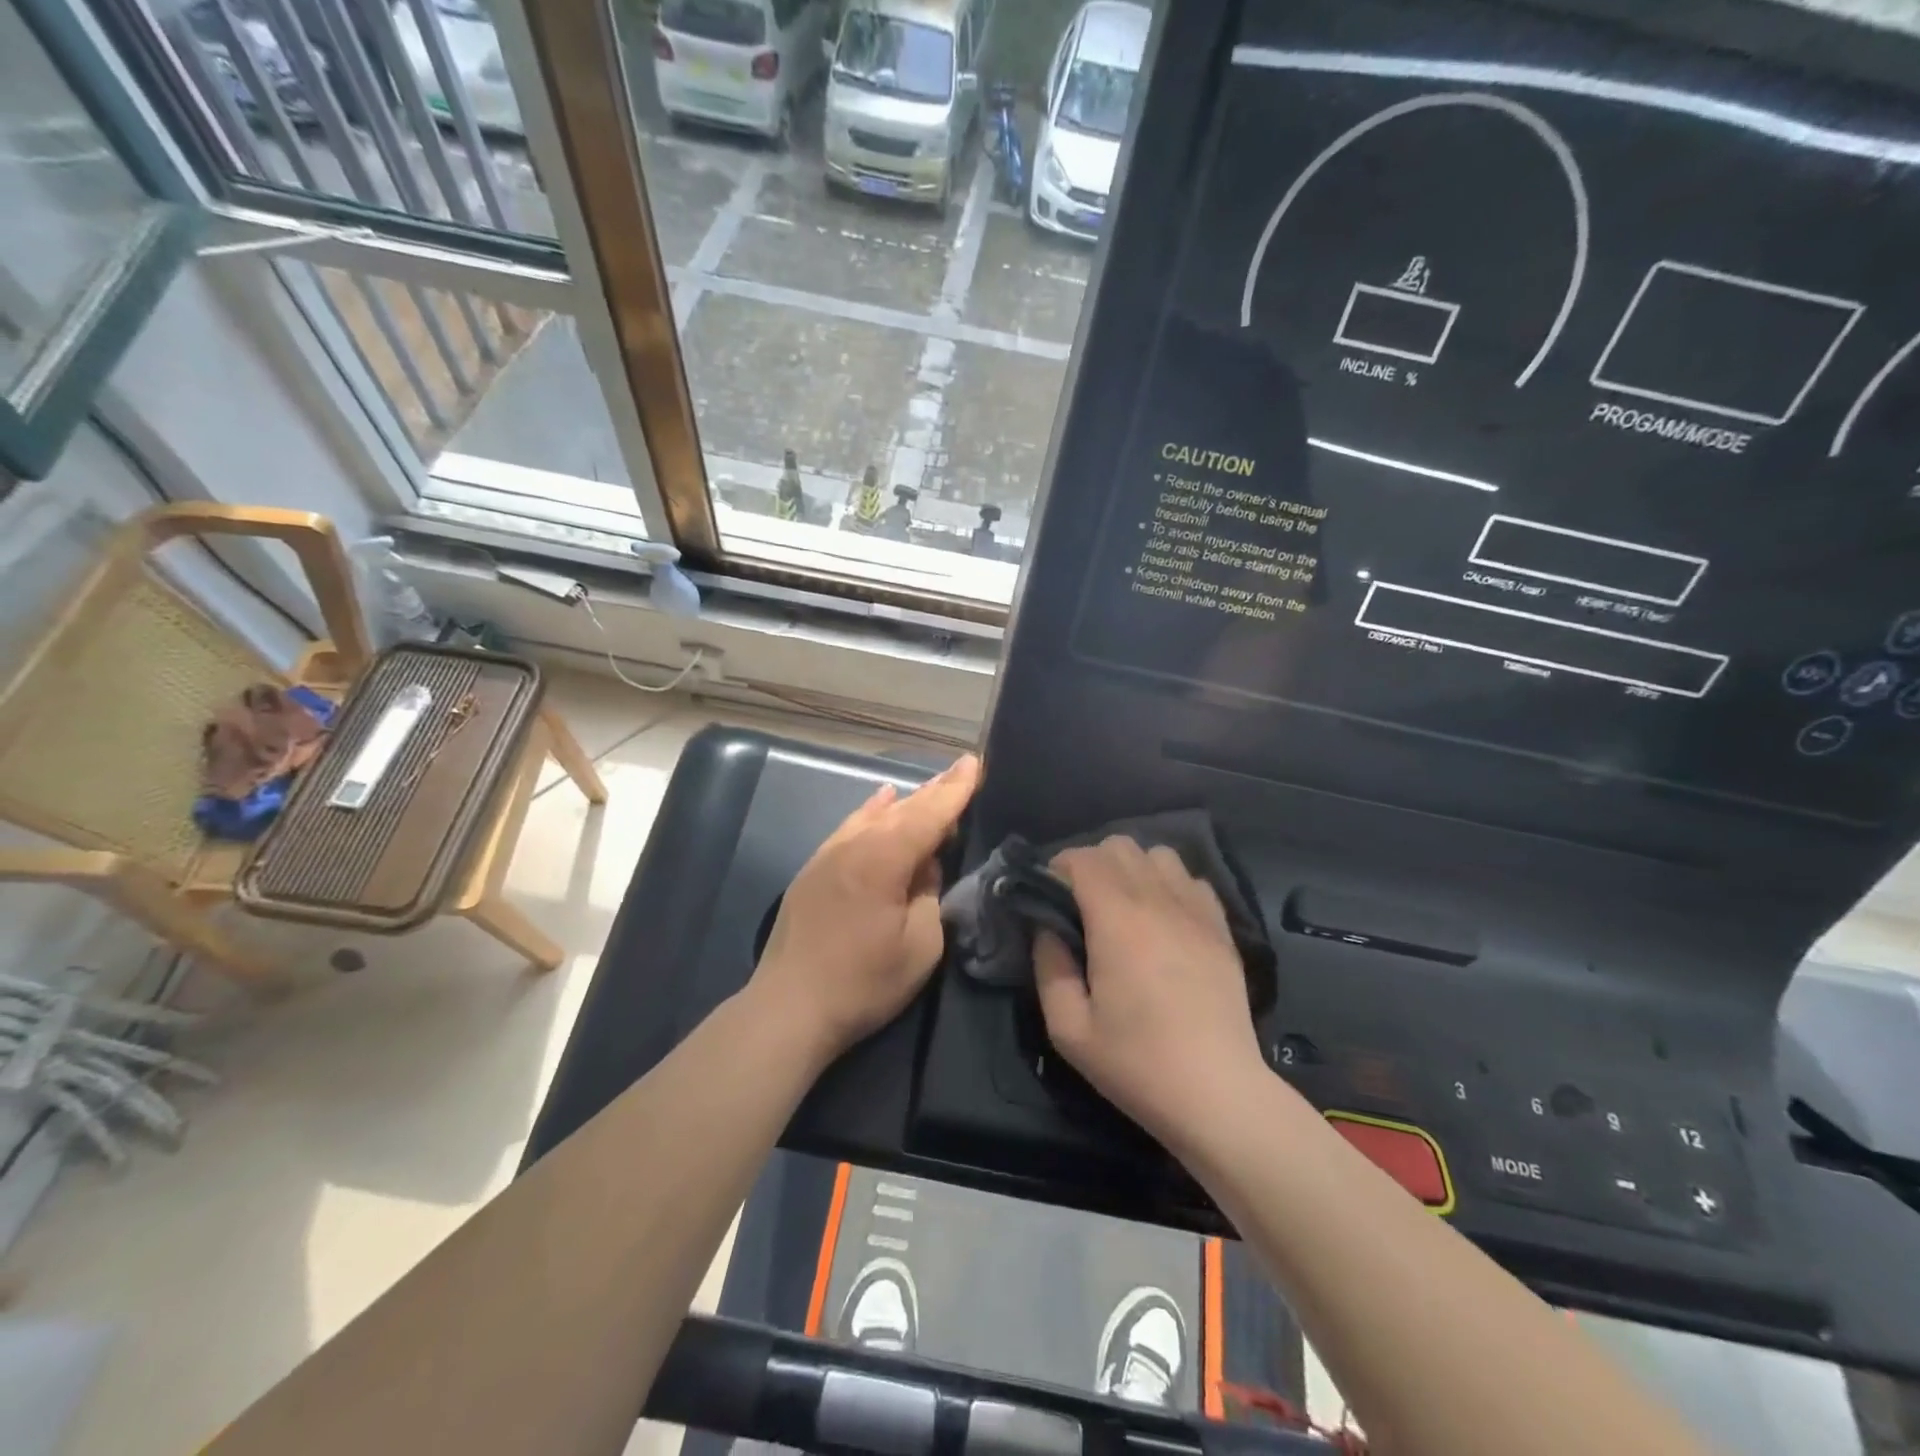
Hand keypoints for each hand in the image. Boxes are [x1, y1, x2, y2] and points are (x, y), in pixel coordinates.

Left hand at [751, 754, 980, 1060]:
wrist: (789, 1007)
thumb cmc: (863, 982)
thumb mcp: (920, 946)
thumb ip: (930, 894)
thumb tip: (926, 866)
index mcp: (883, 859)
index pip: (928, 814)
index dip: (955, 790)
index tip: (974, 763)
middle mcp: (853, 845)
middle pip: (902, 809)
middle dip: (934, 791)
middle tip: (960, 771)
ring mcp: (828, 854)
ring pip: (874, 816)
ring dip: (905, 802)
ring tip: (929, 788)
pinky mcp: (813, 870)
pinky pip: (850, 827)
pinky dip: (871, 812)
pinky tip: (880, 801)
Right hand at [1035, 837, 1263, 1146]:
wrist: (1218, 1094)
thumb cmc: (1137, 1063)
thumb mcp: (1069, 1029)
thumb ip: (1049, 967)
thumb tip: (1046, 929)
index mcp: (1117, 921)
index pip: (1083, 858)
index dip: (1058, 867)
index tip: (1048, 895)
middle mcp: (1158, 902)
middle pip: (1120, 846)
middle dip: (1092, 863)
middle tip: (1081, 903)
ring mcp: (1196, 911)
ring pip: (1159, 854)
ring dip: (1133, 869)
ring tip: (1123, 906)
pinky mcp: (1222, 928)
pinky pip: (1191, 880)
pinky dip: (1170, 885)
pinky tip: (1163, 919)